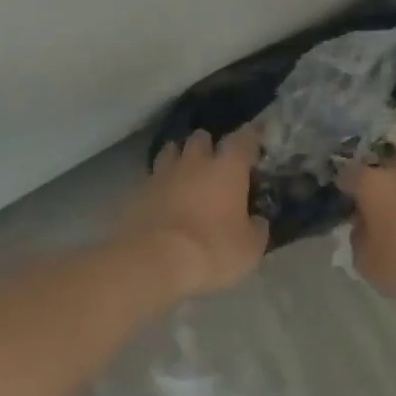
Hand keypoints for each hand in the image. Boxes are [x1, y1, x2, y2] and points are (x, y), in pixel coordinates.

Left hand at [115, 127, 269, 301]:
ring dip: (179, 156)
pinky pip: (151, 176)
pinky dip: (158, 181)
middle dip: (208, 145)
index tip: (255, 134)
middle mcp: (195, 162)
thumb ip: (256, 228)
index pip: (243, 139)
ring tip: (184, 171)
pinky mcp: (138, 190)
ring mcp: (162, 173)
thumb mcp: (249, 249)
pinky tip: (161, 195)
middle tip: (214, 160)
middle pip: (201, 138)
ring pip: (171, 150)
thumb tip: (257, 221)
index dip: (251, 135)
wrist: (153, 261)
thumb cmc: (211, 250)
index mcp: (227, 168)